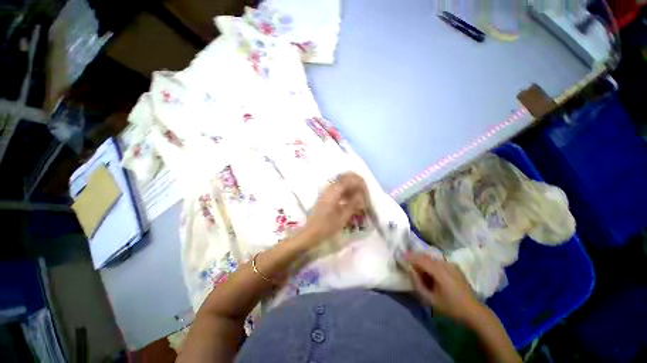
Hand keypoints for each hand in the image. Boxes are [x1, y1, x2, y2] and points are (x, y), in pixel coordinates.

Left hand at [304, 173, 367, 242]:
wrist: (311, 233)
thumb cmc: (327, 226)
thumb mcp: (343, 217)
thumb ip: (353, 204)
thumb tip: (361, 196)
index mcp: (333, 193)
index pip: (347, 180)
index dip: (357, 182)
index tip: (365, 188)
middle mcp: (328, 190)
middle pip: (343, 179)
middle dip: (354, 182)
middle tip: (362, 190)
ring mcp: (325, 193)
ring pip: (340, 184)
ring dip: (349, 187)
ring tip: (358, 196)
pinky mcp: (324, 197)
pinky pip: (336, 190)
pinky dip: (344, 192)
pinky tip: (349, 200)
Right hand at [407, 253, 482, 323]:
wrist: (474, 311)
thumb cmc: (451, 307)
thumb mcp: (431, 299)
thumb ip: (418, 283)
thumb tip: (410, 269)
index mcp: (439, 271)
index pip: (420, 259)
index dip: (409, 256)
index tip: (400, 255)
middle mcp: (444, 264)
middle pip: (425, 256)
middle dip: (414, 257)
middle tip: (406, 260)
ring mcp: (450, 264)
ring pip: (431, 258)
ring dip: (422, 260)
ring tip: (416, 267)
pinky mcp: (454, 267)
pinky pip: (438, 261)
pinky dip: (430, 262)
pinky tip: (428, 271)